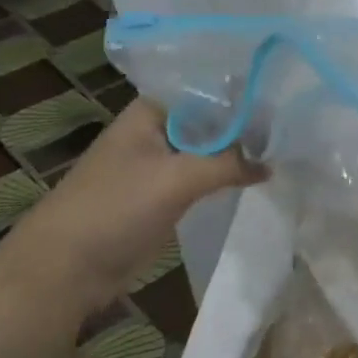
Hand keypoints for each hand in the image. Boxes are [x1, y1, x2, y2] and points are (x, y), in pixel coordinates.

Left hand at [0, 98, 262, 322]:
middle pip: (211, 118)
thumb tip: (271, 164)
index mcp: (151, 111)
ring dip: (239, 151)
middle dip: (247, 122)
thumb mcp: (178, 178)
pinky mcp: (164, 194)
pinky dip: (227, 175)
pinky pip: (203, 175)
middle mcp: (157, 129)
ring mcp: (160, 163)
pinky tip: (259, 174)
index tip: (283, 92)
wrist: (63, 271)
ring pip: (209, 148)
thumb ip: (229, 163)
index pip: (207, 87)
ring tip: (287, 145)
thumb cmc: (115, 208)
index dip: (243, 89)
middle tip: (294, 122)